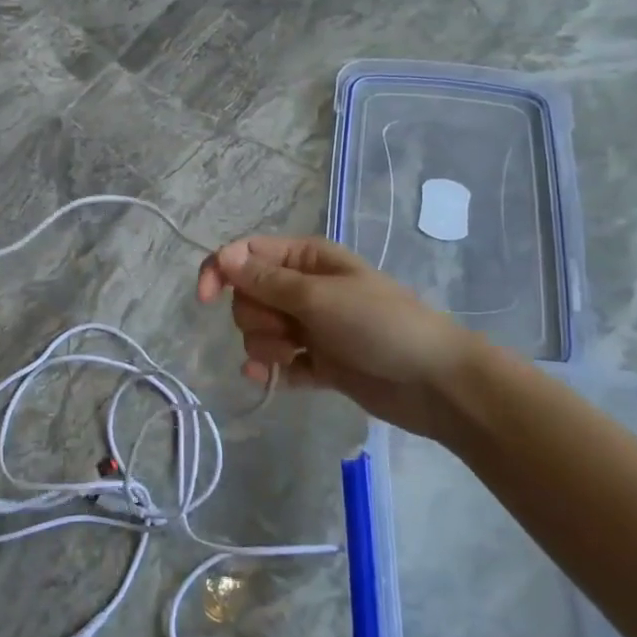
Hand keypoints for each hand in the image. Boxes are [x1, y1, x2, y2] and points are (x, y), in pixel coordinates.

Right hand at [196, 235, 477, 437]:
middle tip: (289, 329)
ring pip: (257, 332)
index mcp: (304, 259)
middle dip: (257, 317)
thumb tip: (222, 258)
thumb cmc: (378, 324)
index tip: (205, 299)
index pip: (244, 255)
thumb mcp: (318, 296)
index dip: (219, 272)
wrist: (432, 381)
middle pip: (246, 297)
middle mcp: (302, 288)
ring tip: (299, 355)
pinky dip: (272, 371)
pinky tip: (276, 379)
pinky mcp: (314, 362)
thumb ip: (266, 281)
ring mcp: (308, 327)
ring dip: (267, 347)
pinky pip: (275, 363)